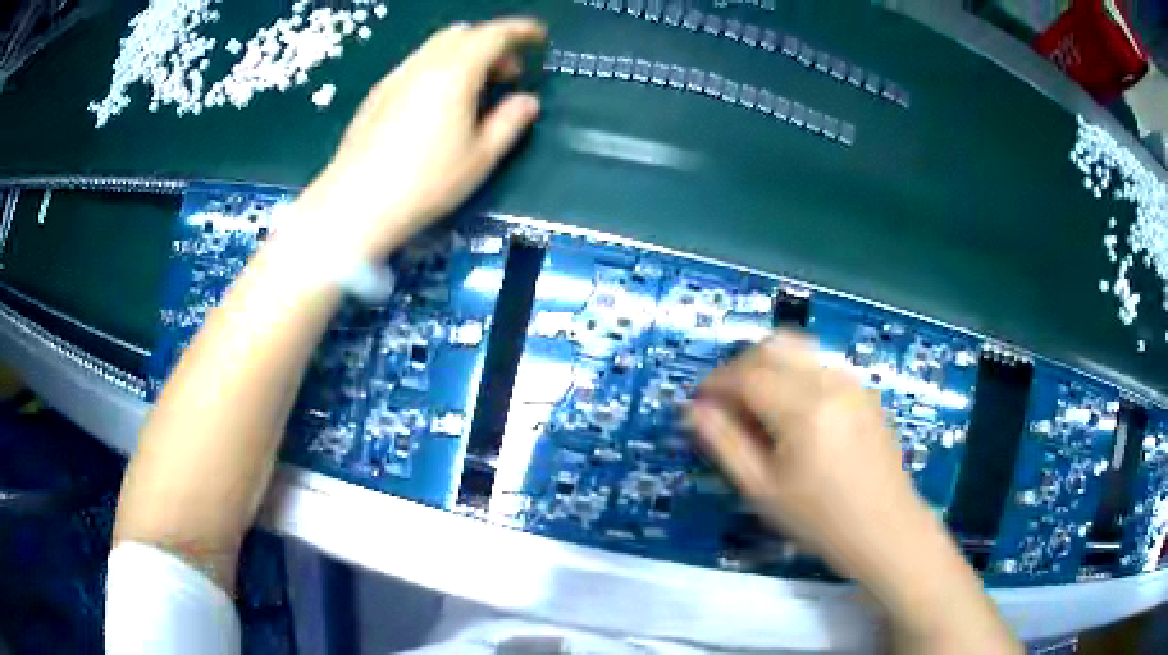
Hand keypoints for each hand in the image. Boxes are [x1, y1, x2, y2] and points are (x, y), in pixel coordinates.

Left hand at [292, 18, 546, 261]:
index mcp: (454, 72)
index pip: (493, 35)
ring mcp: (394, 78)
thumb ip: (509, 122)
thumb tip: (527, 101)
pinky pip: (416, 65)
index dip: (520, 31)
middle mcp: (422, 64)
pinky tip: (439, 103)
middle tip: (508, 74)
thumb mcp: (480, 158)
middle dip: (492, 44)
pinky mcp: (376, 95)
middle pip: (463, 34)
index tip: (539, 36)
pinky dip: (439, 68)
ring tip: (475, 91)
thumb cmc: (425, 182)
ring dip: (464, 56)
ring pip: (436, 48)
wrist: (355, 203)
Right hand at [688, 331, 923, 574]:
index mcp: (804, 408)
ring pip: (798, 350)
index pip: (747, 374)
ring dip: (768, 367)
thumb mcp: (763, 490)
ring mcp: (852, 382)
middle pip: (773, 346)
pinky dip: (794, 376)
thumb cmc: (819, 519)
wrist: (885, 529)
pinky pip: (820, 366)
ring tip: (757, 408)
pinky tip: (792, 416)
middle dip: (740, 366)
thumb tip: (694, 409)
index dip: (715, 383)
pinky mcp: (864, 390)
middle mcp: (830, 381)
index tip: (698, 404)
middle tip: (725, 403)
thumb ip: (725, 444)